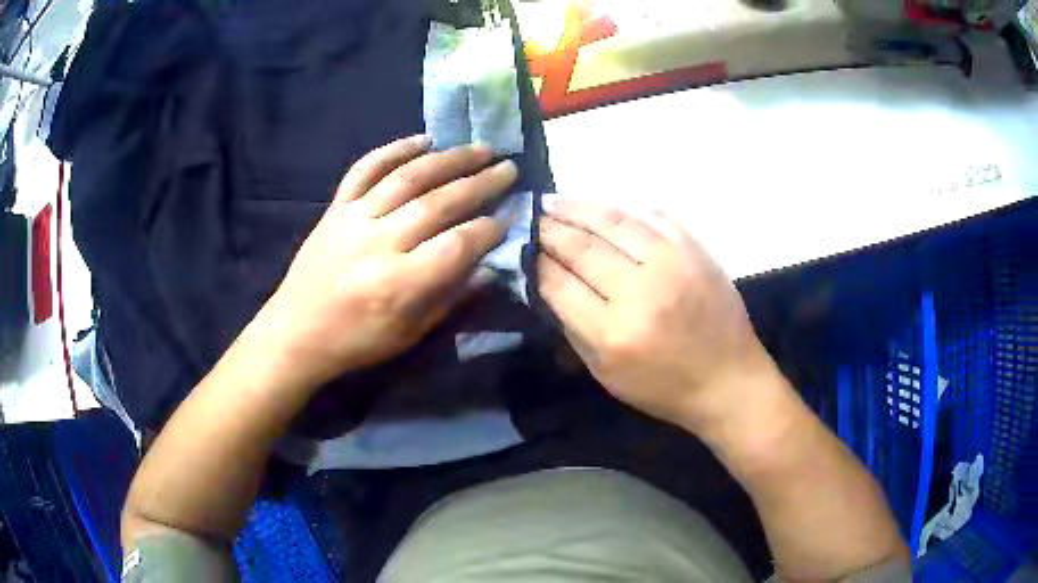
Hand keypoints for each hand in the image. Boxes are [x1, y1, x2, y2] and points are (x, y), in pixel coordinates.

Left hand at [253, 135, 516, 390]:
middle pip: (438, 203)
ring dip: (449, 159)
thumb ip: (451, 297)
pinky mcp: (336, 207)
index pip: (456, 246)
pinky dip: (394, 149)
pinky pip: (365, 169)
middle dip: (480, 183)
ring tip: (481, 148)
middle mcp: (377, 243)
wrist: (296, 332)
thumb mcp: (410, 334)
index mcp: (398, 284)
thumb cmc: (356, 341)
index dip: (487, 230)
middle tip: (509, 169)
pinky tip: (423, 139)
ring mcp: (353, 218)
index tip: (508, 218)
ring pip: (407, 178)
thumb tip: (490, 266)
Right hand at [537, 197, 783, 433]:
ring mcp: (672, 264)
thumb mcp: (606, 374)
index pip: (559, 283)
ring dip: (579, 207)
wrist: (729, 379)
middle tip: (531, 216)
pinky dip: (624, 210)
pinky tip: (604, 207)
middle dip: (549, 229)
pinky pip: (653, 217)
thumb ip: (573, 328)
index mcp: (613, 333)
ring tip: (554, 200)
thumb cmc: (664, 388)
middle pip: (582, 248)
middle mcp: (640, 291)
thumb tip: (547, 283)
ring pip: (614, 222)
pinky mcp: (695, 250)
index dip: (535, 260)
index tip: (521, 246)